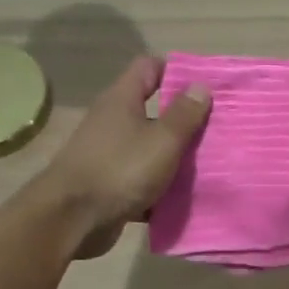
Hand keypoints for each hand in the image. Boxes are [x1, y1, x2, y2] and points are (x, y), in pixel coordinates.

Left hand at [33, 55, 211, 257]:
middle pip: (152, 110)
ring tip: (208, 165)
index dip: (177, 72)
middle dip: (183, 120)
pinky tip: (183, 197)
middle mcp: (112, 121)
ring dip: (174, 157)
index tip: (205, 88)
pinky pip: (141, 179)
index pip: (149, 68)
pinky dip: (159, 187)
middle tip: (215, 130)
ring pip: (149, 148)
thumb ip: (184, 114)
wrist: (72, 220)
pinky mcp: (108, 184)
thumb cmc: (120, 169)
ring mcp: (108, 154)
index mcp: (122, 100)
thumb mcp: (162, 140)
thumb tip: (200, 86)